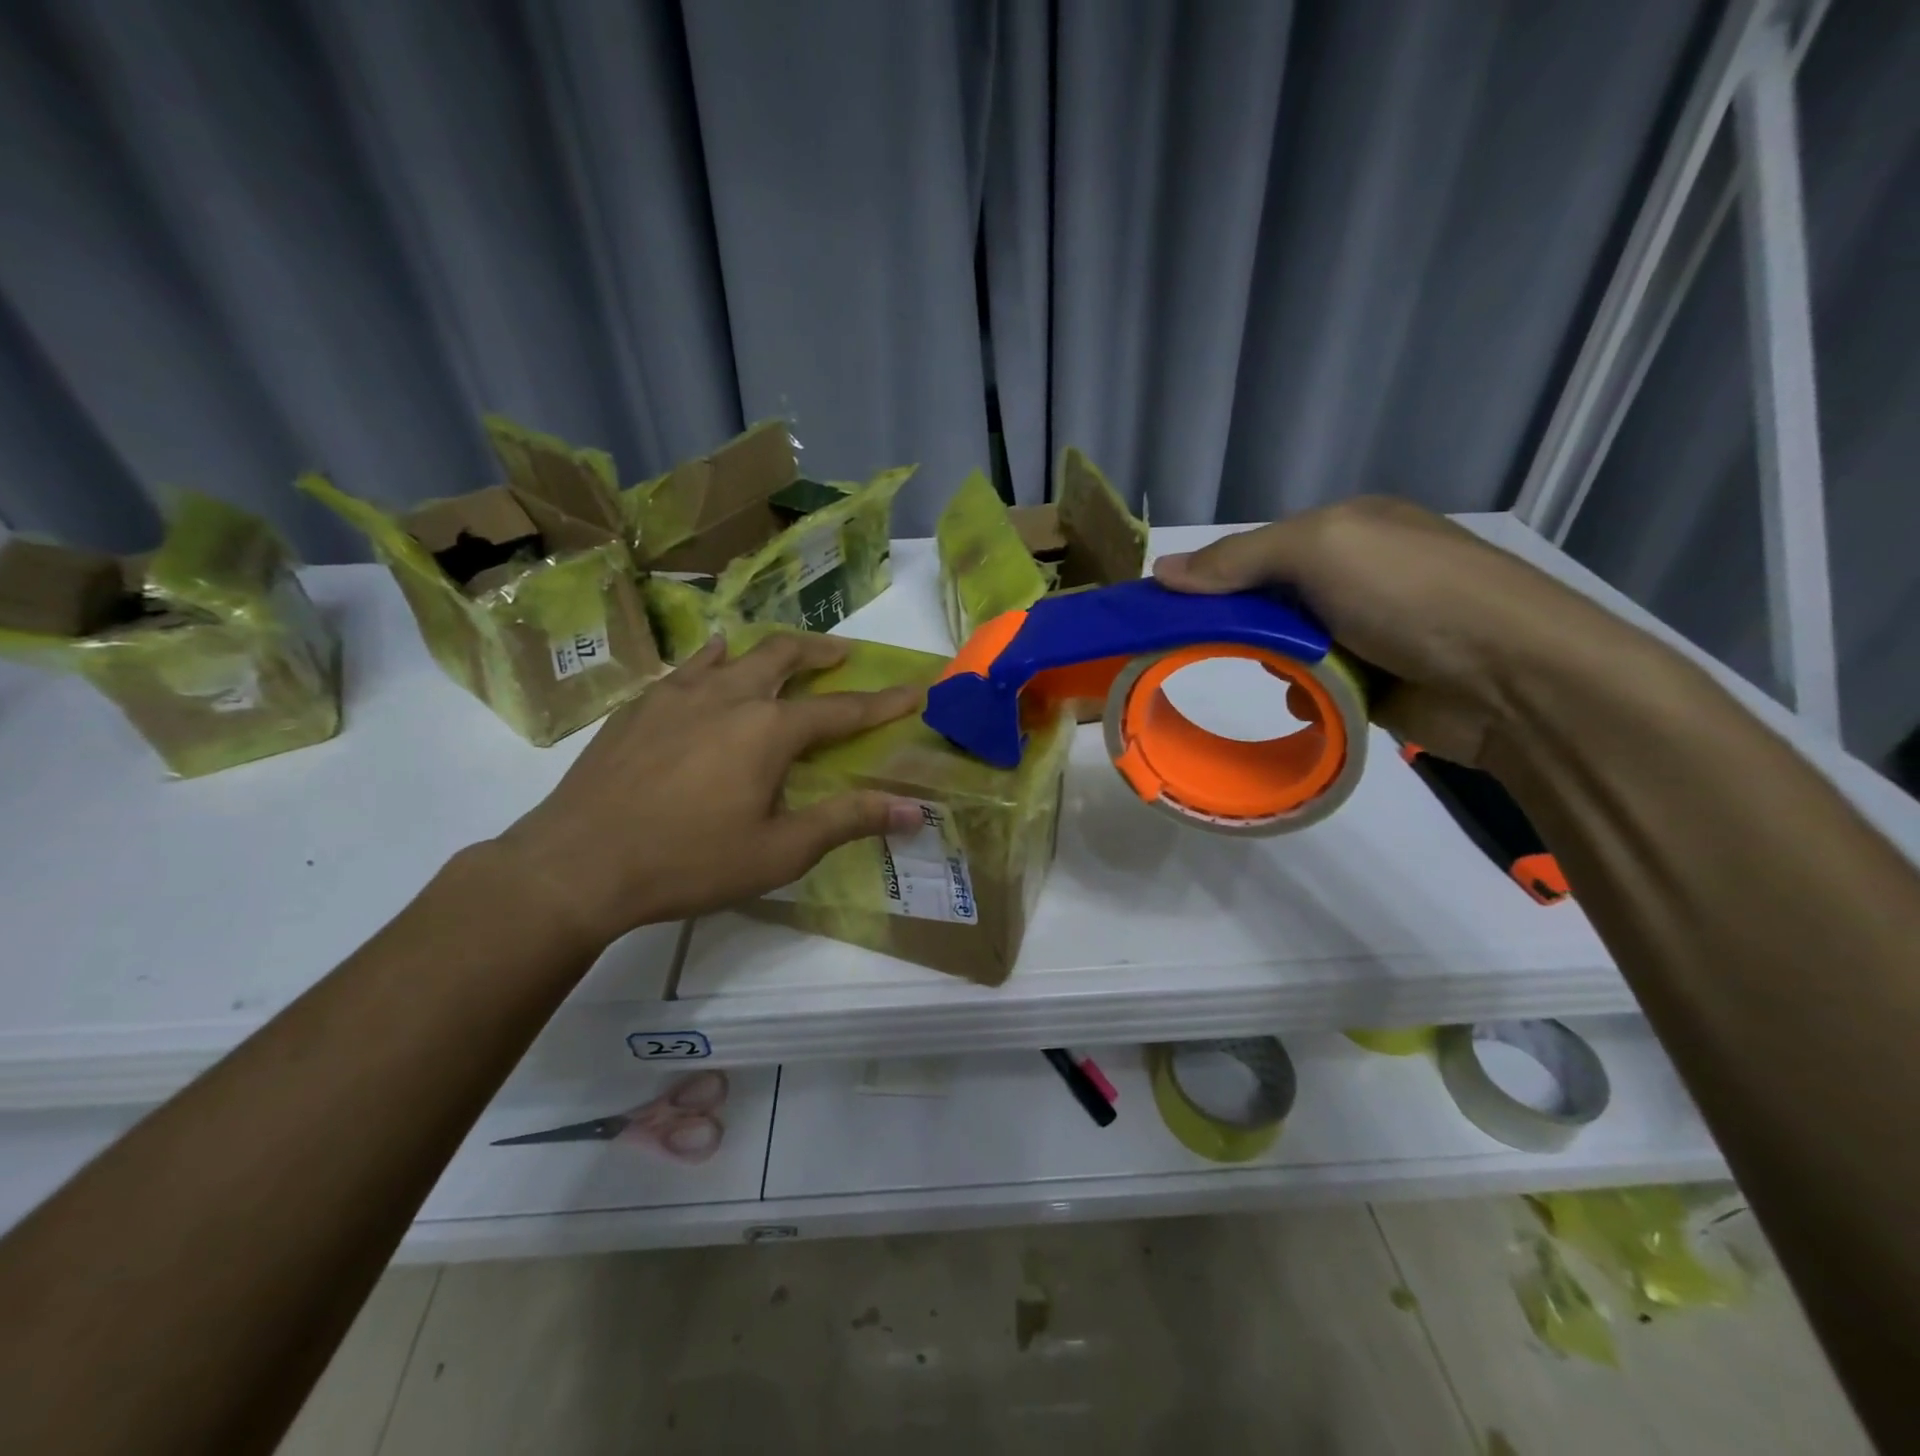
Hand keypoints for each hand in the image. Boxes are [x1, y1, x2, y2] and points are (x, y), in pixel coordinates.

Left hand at [493, 633, 923, 949]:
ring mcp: (678, 694)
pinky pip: (688, 665)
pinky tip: (713, 660)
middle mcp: (729, 696)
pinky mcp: (640, 705)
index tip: (915, 688)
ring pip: (736, 652)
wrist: (578, 864)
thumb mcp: (779, 852)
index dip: (883, 702)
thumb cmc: (688, 862)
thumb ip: (848, 821)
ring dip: (770, 650)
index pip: (842, 709)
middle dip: (822, 652)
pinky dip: (714, 657)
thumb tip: (914, 810)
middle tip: (844, 654)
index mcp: (769, 730)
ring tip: (784, 655)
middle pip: (785, 656)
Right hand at [1152, 497, 1625, 766]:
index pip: (1258, 549)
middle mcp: (1359, 573)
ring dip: (1276, 662)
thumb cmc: (1412, 595)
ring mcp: (1371, 629)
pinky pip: (1316, 685)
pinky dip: (1305, 694)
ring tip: (1282, 675)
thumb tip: (1161, 570)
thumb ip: (1238, 559)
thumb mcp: (1320, 551)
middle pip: (1269, 600)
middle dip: (1244, 624)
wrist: (1513, 679)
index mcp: (1348, 528)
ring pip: (1289, 646)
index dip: (1212, 576)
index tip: (1169, 609)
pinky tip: (1309, 701)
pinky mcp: (1379, 681)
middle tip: (1219, 648)